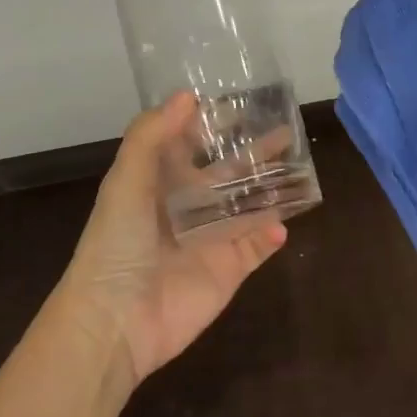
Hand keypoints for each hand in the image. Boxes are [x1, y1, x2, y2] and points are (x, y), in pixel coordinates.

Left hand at [60, 92, 286, 385]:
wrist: (116, 320)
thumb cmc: (117, 244)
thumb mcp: (126, 180)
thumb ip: (152, 136)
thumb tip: (187, 95)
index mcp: (159, 183)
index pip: (190, 145)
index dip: (212, 125)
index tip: (241, 103)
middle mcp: (187, 208)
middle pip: (228, 173)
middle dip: (254, 154)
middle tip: (285, 131)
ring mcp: (211, 239)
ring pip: (249, 207)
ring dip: (271, 189)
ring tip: (300, 168)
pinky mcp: (228, 270)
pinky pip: (257, 247)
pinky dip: (271, 233)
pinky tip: (284, 222)